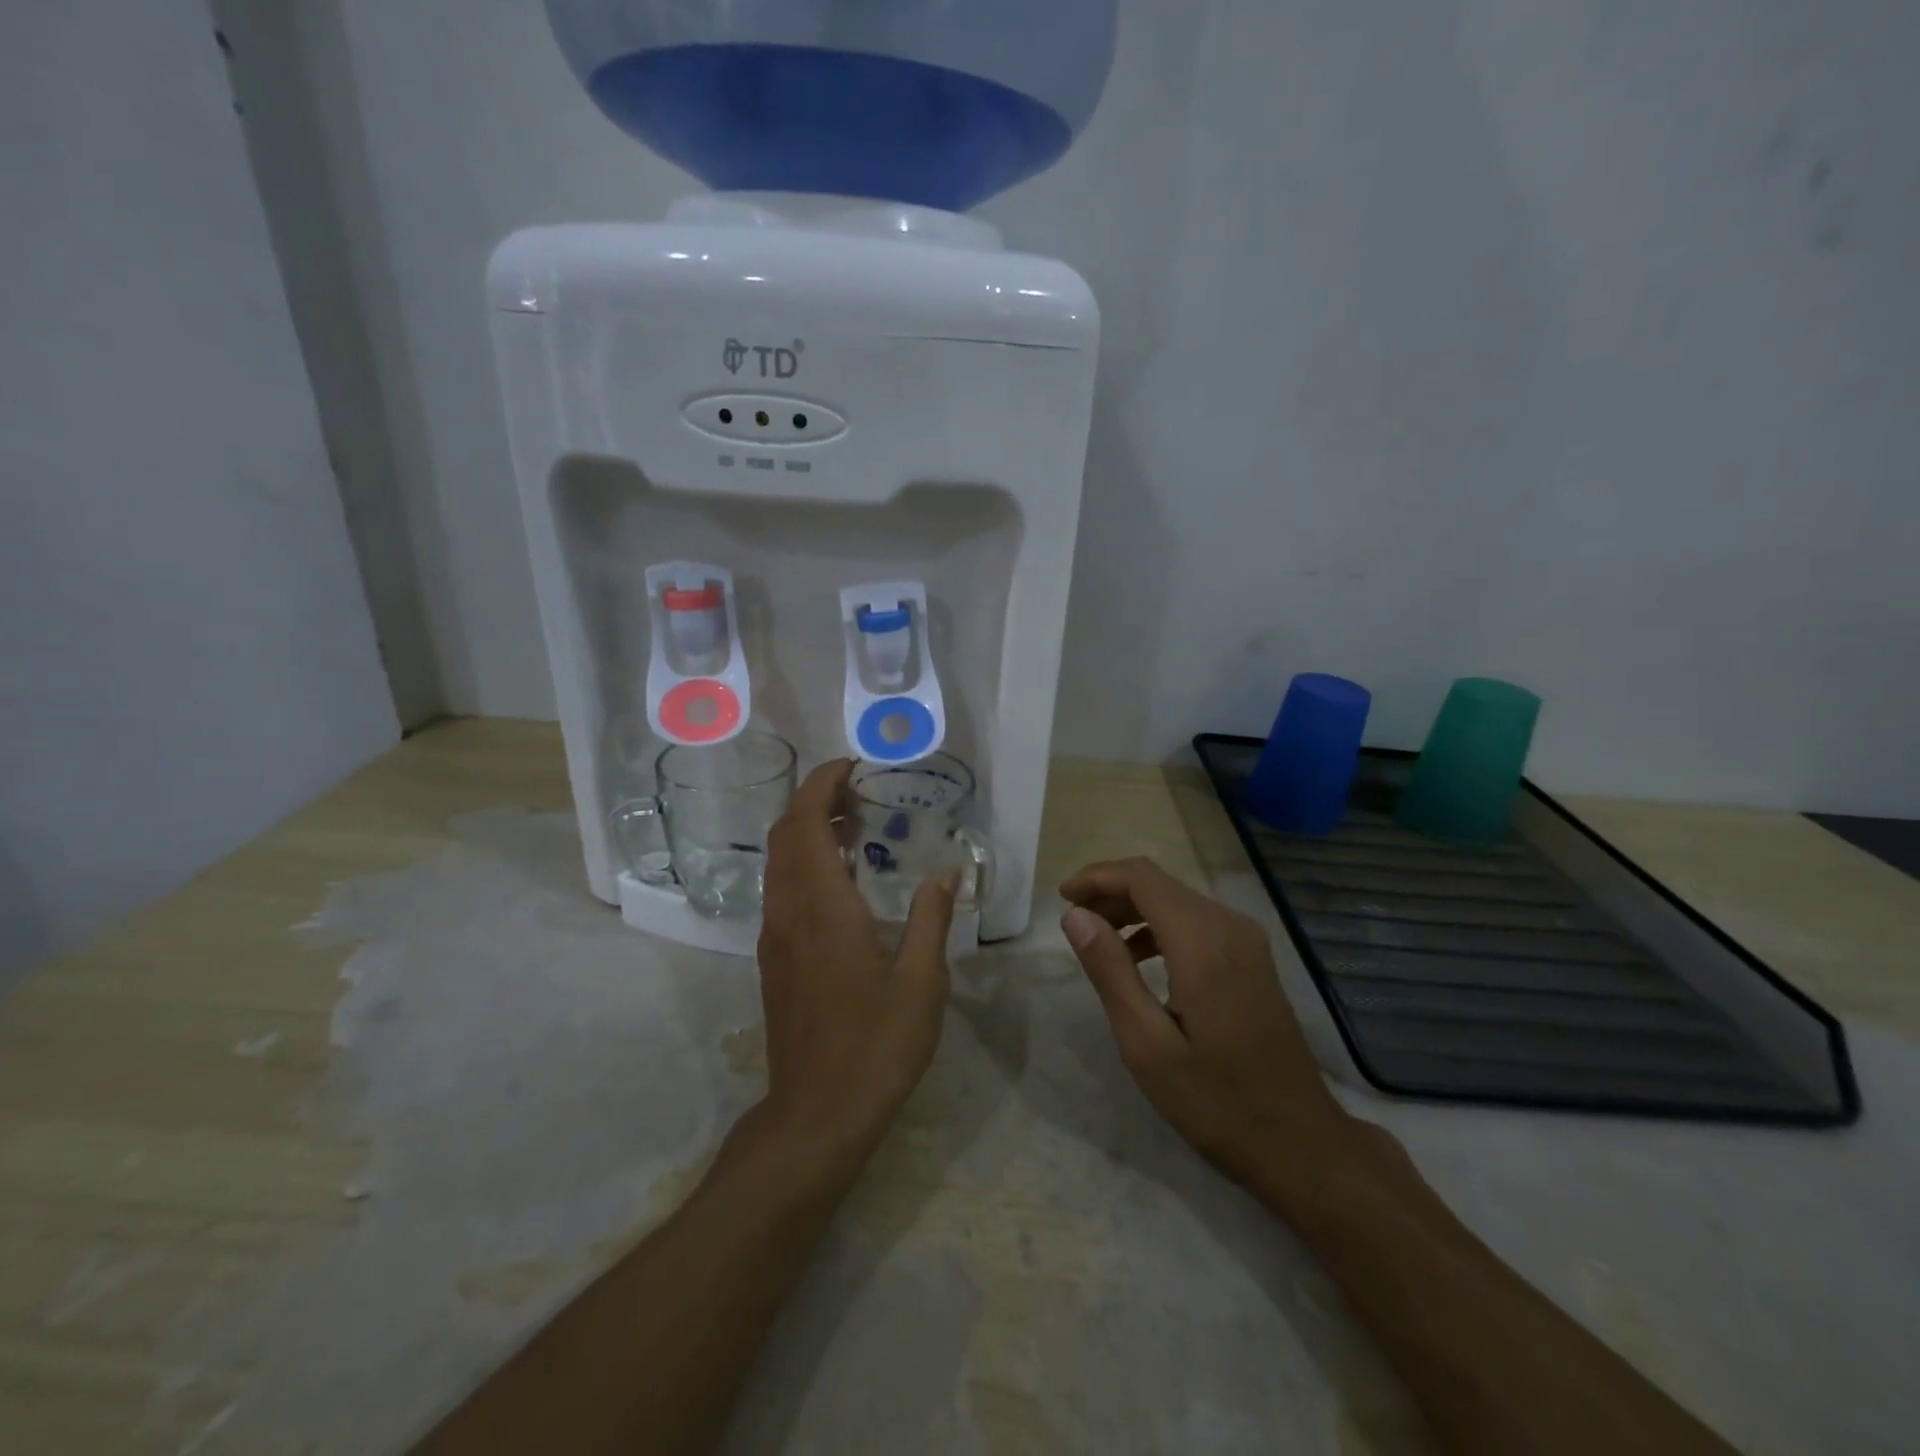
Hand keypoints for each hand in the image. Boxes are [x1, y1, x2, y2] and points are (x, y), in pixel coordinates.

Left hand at [755, 759, 959, 1174]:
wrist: (815, 1114)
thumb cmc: (875, 1045)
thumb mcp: (921, 981)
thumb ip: (931, 918)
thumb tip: (948, 873)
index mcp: (822, 906)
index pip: (806, 822)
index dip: (822, 784)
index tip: (852, 767)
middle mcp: (788, 911)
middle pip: (786, 833)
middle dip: (815, 801)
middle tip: (861, 793)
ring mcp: (774, 936)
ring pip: (779, 862)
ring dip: (808, 832)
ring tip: (857, 828)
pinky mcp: (772, 959)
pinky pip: (782, 890)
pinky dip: (805, 864)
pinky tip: (842, 881)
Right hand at [1060, 857, 1354, 1195]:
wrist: (1301, 1143)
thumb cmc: (1216, 1101)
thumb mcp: (1147, 1044)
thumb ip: (1110, 971)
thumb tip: (1076, 915)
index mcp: (1203, 942)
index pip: (1141, 878)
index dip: (1097, 877)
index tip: (1061, 898)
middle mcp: (1229, 926)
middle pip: (1159, 883)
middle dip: (1110, 892)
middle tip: (1073, 920)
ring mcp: (1246, 941)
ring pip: (1176, 899)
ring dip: (1132, 909)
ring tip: (1097, 940)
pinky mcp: (1252, 958)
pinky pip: (1196, 921)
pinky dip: (1159, 926)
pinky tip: (1138, 959)